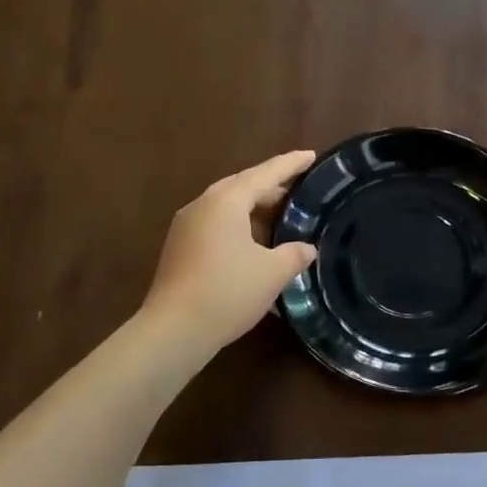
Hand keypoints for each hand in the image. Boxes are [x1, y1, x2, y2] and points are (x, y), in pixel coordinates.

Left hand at [141, 150, 318, 352]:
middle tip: (300, 190)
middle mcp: (203, 205)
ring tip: (282, 217)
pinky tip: (256, 245)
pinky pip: (216, 226)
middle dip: (272, 187)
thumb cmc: (227, 292)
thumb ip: (294, 254)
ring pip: (228, 207)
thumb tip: (306, 248)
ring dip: (255, 209)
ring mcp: (186, 226)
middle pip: (243, 186)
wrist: (174, 330)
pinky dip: (240, 227)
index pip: (265, 173)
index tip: (312, 156)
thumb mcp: (272, 273)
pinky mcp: (180, 248)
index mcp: (226, 200)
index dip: (291, 164)